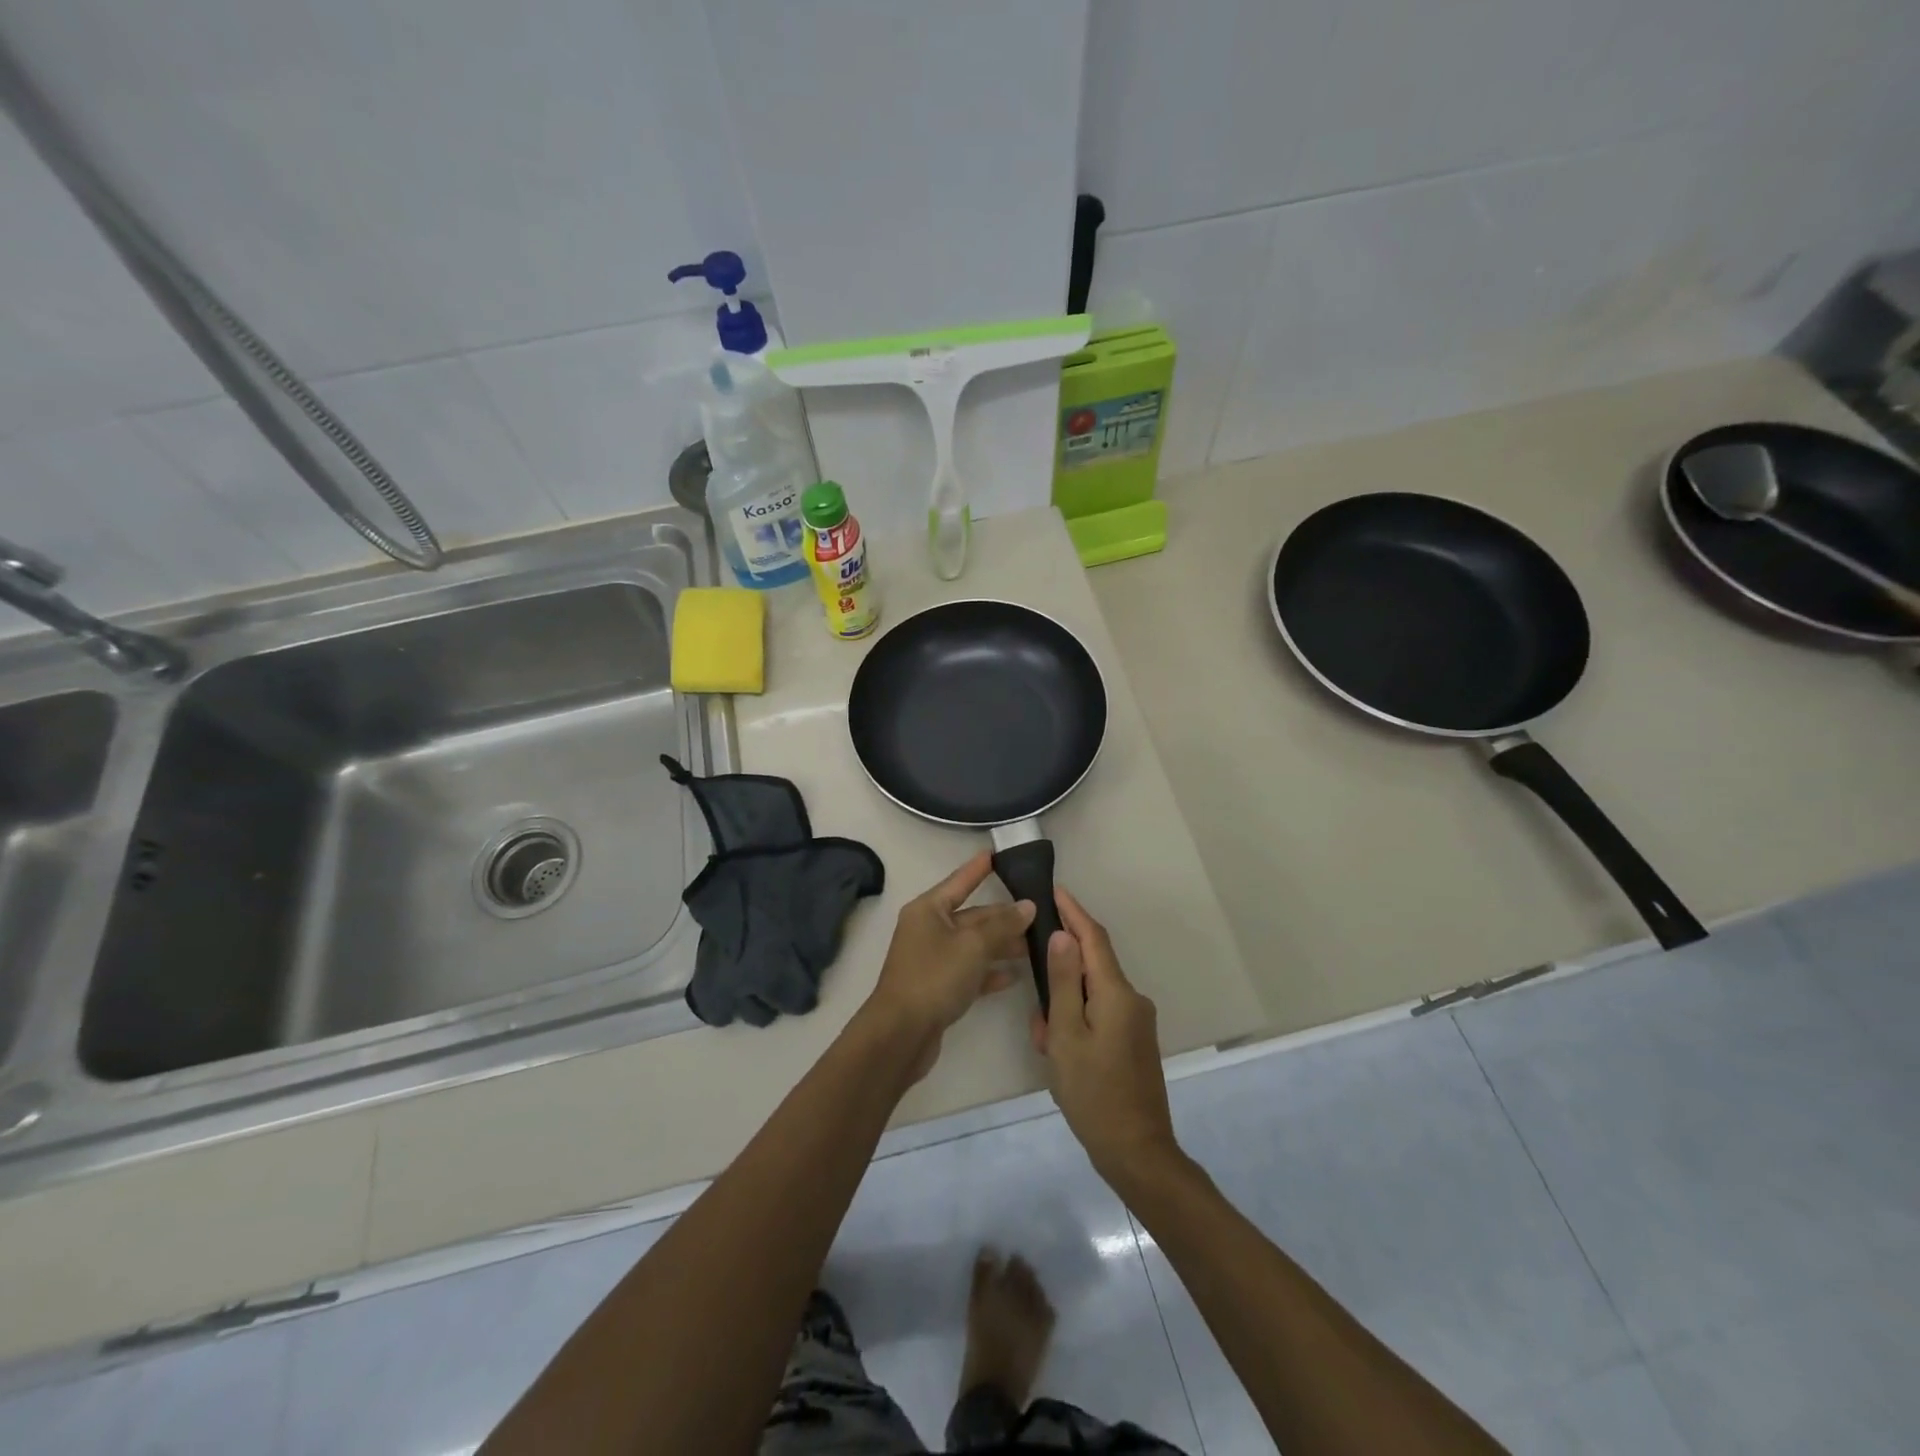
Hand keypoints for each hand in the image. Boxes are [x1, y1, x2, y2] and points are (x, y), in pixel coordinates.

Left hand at [864, 853, 1035, 1069]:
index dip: (979, 869)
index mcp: (928, 910)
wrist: (901, 1033)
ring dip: (1001, 944)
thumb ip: (1002, 925)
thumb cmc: (934, 977)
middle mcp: (928, 930)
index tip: (997, 854)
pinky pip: (969, 971)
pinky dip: (989, 972)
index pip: (959, 881)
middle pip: (971, 916)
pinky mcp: (938, 987)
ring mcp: (932, 959)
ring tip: (1034, 945)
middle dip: (1002, 916)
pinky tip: (1014, 976)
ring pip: (973, 945)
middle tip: (1038, 912)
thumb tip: (1027, 906)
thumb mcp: (973, 946)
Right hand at [1029, 887, 1180, 1190]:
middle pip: (1093, 967)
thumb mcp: (1066, 1034)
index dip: (1074, 912)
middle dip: (1060, 973)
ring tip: (1043, 1039)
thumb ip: (1063, 982)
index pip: (1094, 938)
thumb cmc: (1093, 1091)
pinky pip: (1101, 1015)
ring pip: (1093, 995)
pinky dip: (1077, 1021)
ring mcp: (1136, 1023)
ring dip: (1065, 1005)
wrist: (1136, 1151)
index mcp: (1117, 993)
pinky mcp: (1134, 1042)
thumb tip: (1062, 936)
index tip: (1054, 890)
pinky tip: (1059, 1051)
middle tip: (1032, 1000)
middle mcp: (1132, 1000)